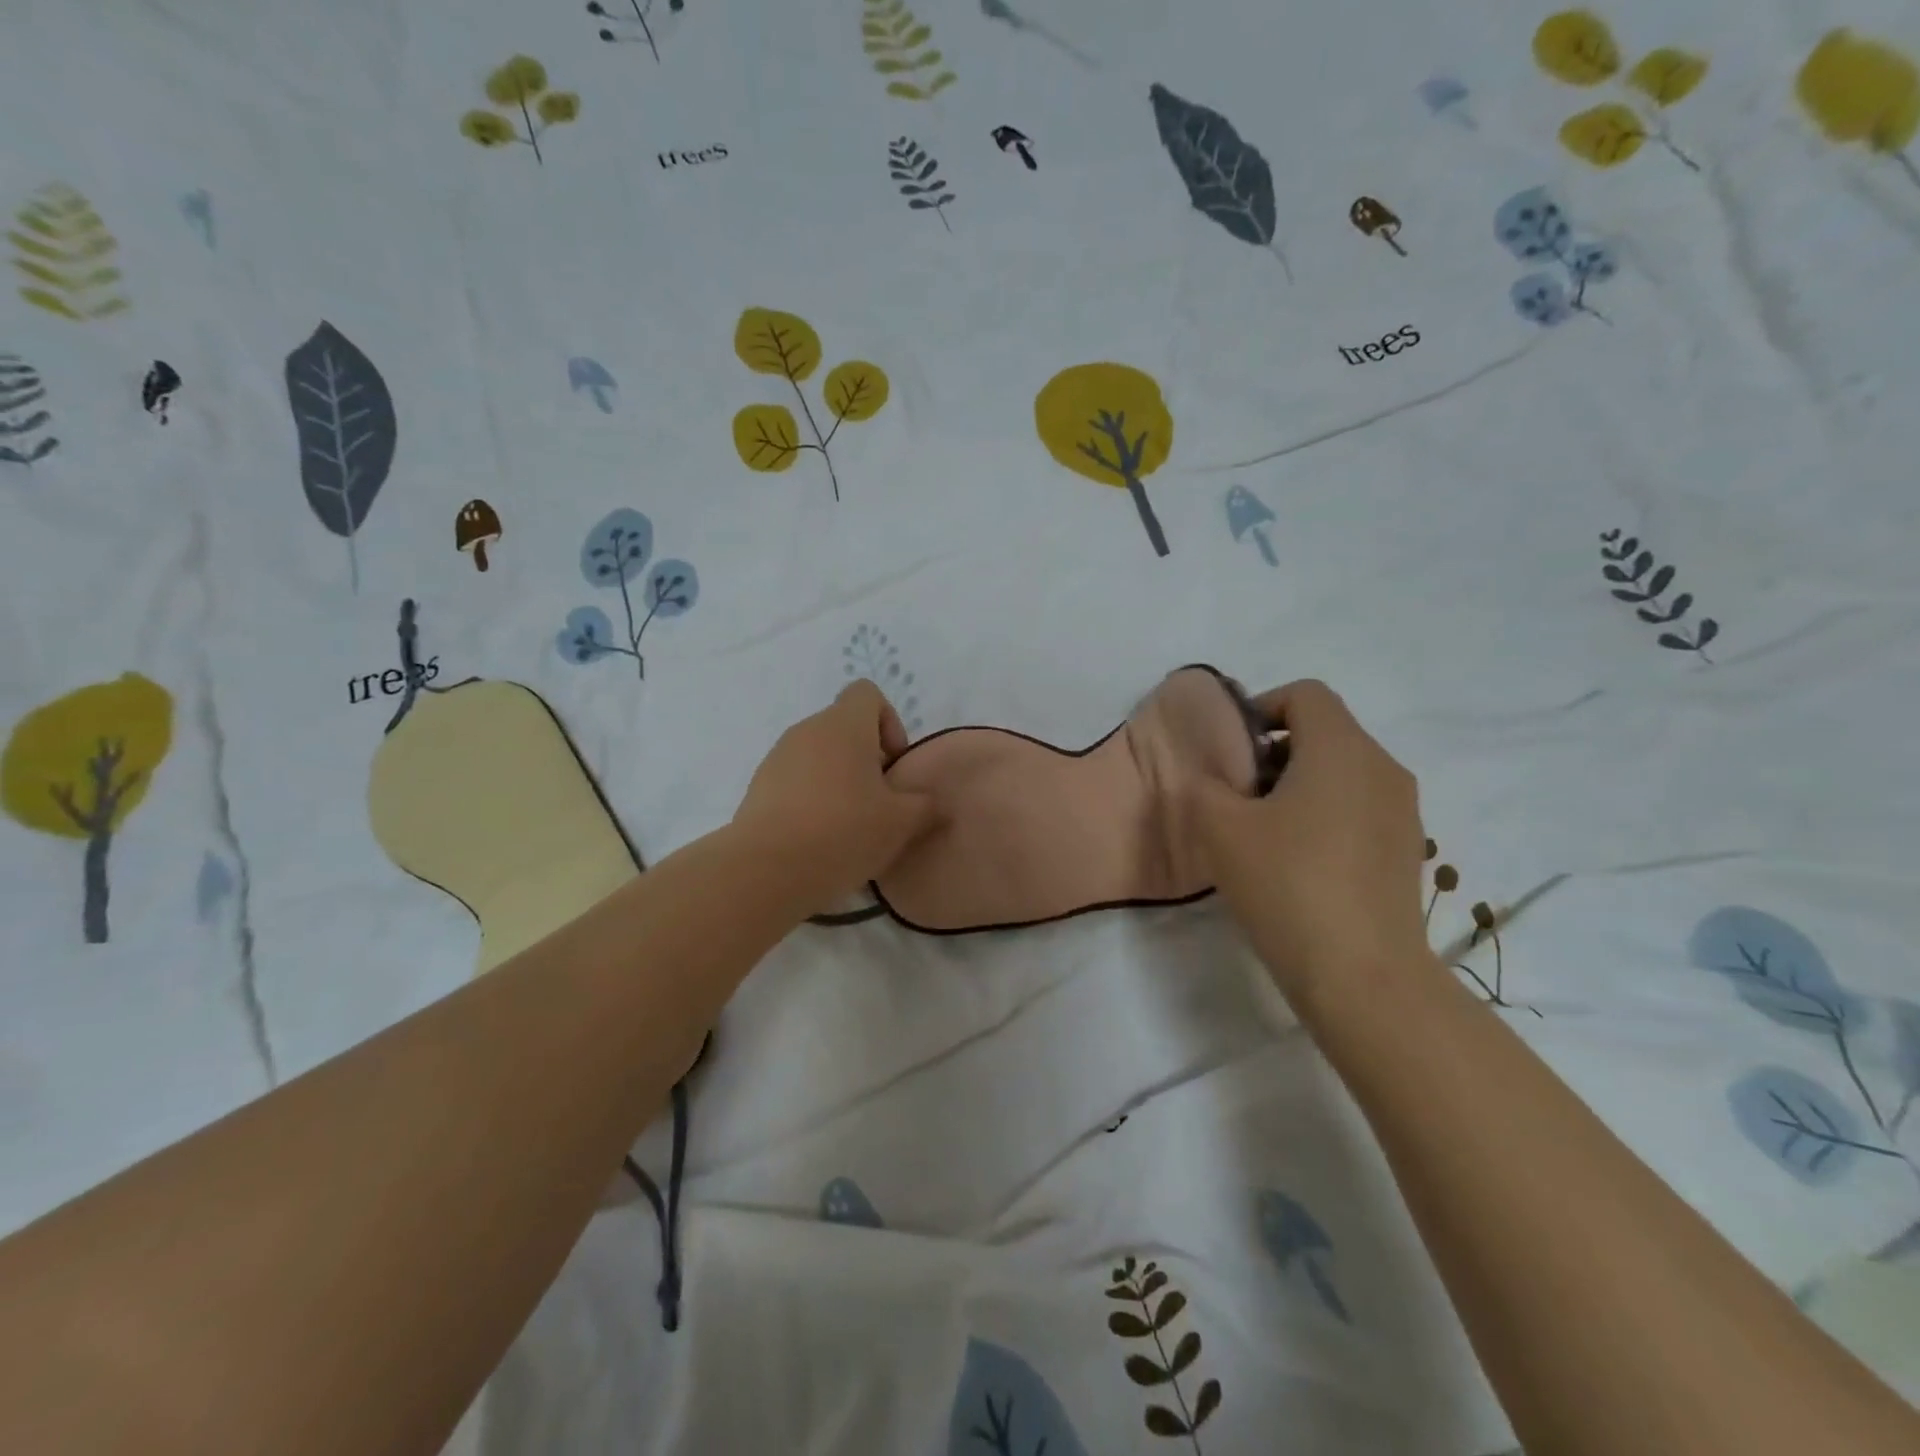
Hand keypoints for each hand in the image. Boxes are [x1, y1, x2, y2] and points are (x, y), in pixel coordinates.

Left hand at [732, 680, 940, 908]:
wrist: (766, 871)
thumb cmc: (843, 832)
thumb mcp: (902, 823)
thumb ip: (924, 804)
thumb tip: (929, 801)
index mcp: (843, 725)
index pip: (867, 693)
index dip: (888, 722)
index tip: (893, 765)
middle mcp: (807, 730)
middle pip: (844, 729)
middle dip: (866, 760)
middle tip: (879, 803)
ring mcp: (777, 758)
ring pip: (819, 757)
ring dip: (838, 782)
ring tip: (849, 828)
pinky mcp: (757, 789)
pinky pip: (795, 783)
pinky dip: (811, 801)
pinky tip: (819, 841)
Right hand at [1183, 679, 1432, 997]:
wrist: (1362, 975)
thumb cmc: (1287, 884)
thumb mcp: (1220, 828)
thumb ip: (1204, 785)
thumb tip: (1210, 776)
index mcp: (1342, 749)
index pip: (1305, 695)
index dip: (1260, 708)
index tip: (1230, 752)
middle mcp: (1382, 768)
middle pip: (1324, 732)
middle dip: (1273, 752)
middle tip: (1236, 795)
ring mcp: (1403, 811)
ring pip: (1342, 772)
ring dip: (1297, 785)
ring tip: (1261, 832)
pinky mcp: (1407, 850)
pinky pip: (1359, 808)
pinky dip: (1324, 815)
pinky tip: (1296, 862)